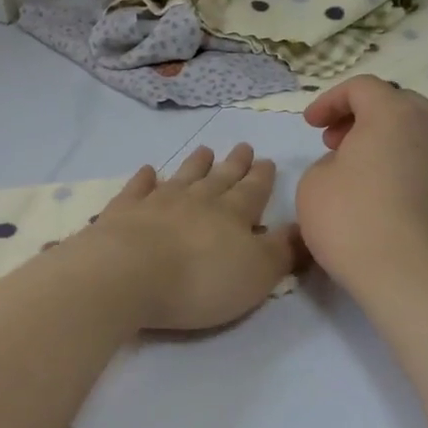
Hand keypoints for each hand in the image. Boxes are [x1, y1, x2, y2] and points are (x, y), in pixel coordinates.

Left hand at [85, 144, 303, 331]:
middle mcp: (197, 200)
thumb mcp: (257, 273)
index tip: (267, 161)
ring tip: (205, 151)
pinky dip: (144, 178)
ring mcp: (157, 202)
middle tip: (243, 147)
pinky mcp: (123, 211)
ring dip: (195, 164)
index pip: (253, 190)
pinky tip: (148, 171)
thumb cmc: (200, 281)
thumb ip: (282, 250)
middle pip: (220, 178)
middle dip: (235, 164)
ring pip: (182, 176)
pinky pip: (137, 188)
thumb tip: (303, 227)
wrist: (128, 274)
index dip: (262, 177)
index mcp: (233, 214)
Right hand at [297, 76, 427, 297]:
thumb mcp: (313, 185)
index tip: (311, 125)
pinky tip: (392, 206)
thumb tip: (352, 167)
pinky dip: (410, 173)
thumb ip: (329, 162)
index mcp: (394, 115)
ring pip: (421, 138)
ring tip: (365, 175)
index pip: (362, 88)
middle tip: (337, 143)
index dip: (331, 101)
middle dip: (364, 118)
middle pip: (399, 105)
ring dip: (390, 146)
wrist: (418, 280)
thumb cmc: (355, 223)